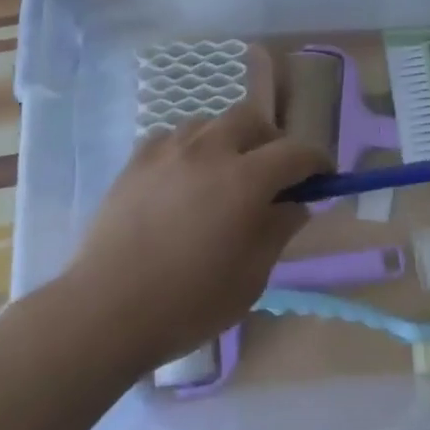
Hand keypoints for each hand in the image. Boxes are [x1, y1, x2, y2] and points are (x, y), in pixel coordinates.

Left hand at [66, 105, 325, 367]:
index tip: (324, 175)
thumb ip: (279, 230)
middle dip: (271, 140)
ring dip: (228, 140)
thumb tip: (296, 203)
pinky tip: (183, 178)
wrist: (106, 310)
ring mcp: (169, 150)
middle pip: (252, 119)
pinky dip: (189, 149)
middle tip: (273, 172)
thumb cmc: (188, 302)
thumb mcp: (251, 277)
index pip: (296, 152)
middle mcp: (210, 150)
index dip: (316, 160)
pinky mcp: (137, 160)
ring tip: (225, 172)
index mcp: (246, 179)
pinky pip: (173, 138)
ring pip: (211, 123)